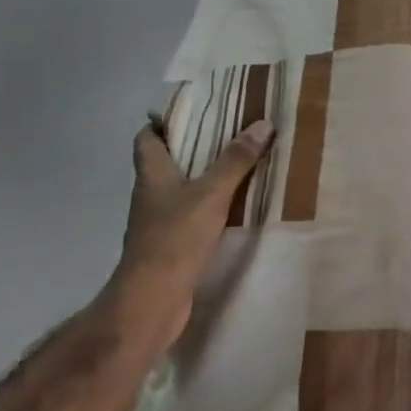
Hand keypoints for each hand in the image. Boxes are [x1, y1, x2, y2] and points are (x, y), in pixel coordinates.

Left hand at [108, 116, 273, 354]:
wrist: (153, 300)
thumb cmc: (175, 238)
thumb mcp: (211, 193)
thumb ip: (236, 160)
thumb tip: (262, 124)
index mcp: (152, 173)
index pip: (147, 137)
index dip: (164, 121)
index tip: (195, 109)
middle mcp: (151, 194)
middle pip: (168, 161)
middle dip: (196, 147)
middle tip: (231, 132)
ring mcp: (159, 222)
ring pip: (182, 189)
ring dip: (206, 177)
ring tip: (241, 164)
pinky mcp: (172, 245)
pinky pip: (192, 215)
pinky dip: (211, 206)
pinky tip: (236, 206)